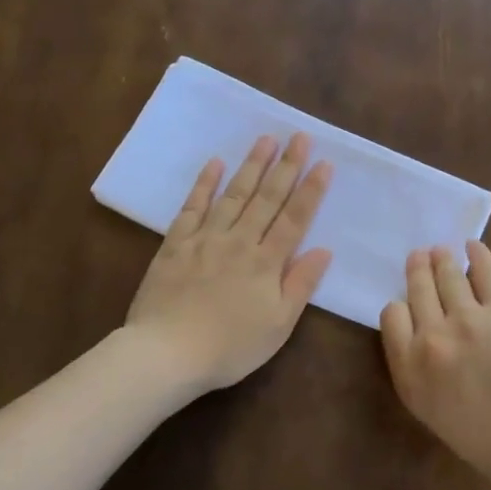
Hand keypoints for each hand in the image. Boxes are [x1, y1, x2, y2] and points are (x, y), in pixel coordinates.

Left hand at [127, 134, 333, 394]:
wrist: (167, 353)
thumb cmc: (229, 347)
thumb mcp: (278, 326)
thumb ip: (301, 285)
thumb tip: (323, 249)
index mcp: (266, 263)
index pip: (295, 219)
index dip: (311, 190)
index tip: (324, 163)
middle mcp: (239, 241)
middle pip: (267, 198)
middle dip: (287, 166)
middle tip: (300, 136)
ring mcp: (206, 238)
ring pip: (234, 194)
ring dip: (252, 165)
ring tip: (266, 139)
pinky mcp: (176, 243)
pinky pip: (192, 206)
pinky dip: (204, 184)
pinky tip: (214, 163)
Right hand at [380, 242, 490, 489]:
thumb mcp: (439, 419)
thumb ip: (425, 378)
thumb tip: (431, 349)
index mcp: (411, 373)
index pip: (391, 318)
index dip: (400, 307)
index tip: (408, 306)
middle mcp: (431, 338)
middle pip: (416, 290)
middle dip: (416, 271)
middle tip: (419, 256)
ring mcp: (467, 318)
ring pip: (446, 274)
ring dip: (441, 258)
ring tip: (441, 250)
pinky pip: (485, 270)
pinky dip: (477, 255)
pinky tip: (473, 247)